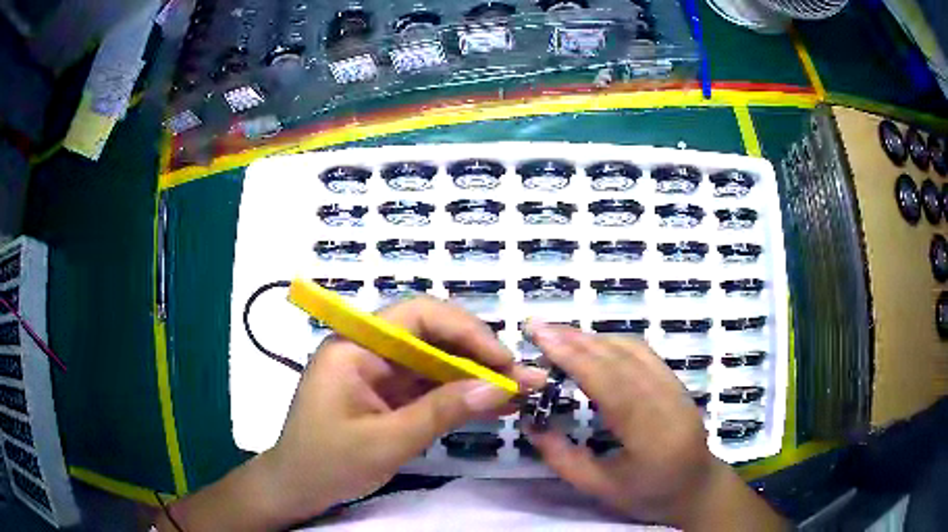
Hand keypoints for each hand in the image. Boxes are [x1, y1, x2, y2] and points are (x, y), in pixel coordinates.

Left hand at [160, 297, 544, 530]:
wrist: (299, 489)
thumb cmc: (328, 463)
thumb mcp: (387, 441)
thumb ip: (443, 411)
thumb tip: (500, 387)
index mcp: (355, 346)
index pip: (418, 316)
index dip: (466, 330)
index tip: (502, 359)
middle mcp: (369, 350)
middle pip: (433, 336)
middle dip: (480, 354)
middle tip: (521, 377)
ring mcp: (381, 373)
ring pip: (438, 362)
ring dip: (478, 376)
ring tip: (521, 391)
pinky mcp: (390, 395)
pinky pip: (432, 387)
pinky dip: (462, 396)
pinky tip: (496, 405)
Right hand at [524, 321, 786, 529]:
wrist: (696, 487)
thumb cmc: (647, 494)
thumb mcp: (599, 488)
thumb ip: (562, 458)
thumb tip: (530, 423)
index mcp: (650, 435)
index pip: (611, 384)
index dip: (575, 357)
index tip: (542, 336)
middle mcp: (667, 402)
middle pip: (621, 359)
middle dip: (577, 339)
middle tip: (539, 327)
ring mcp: (676, 387)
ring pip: (633, 349)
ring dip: (594, 337)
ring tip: (558, 335)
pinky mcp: (677, 381)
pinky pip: (644, 352)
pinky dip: (613, 342)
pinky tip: (592, 344)